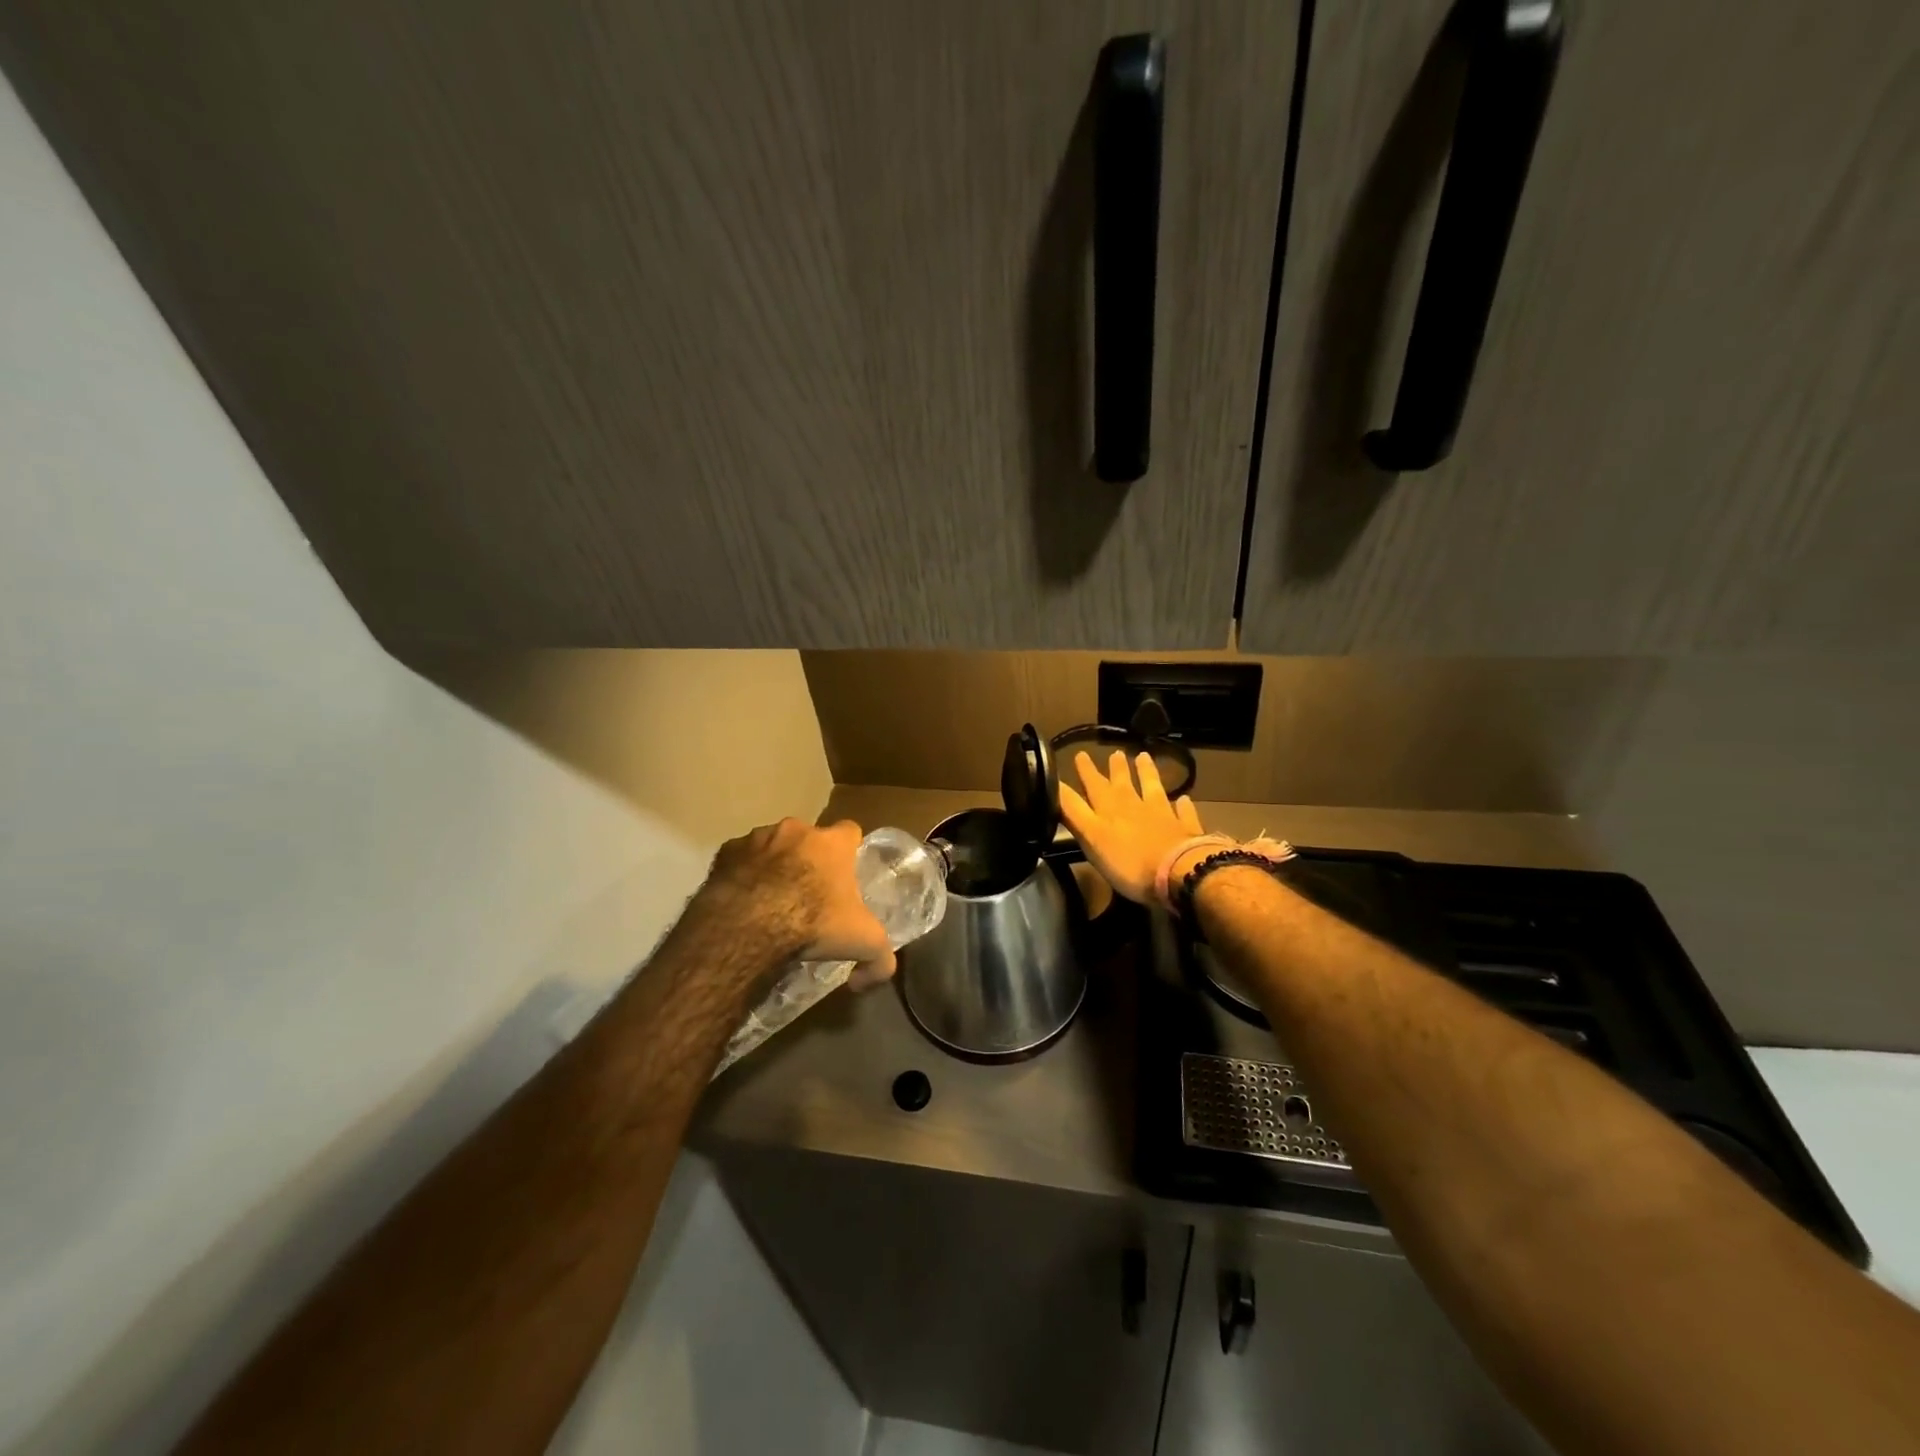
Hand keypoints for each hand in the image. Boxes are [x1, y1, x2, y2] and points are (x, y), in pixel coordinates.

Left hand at [705, 818, 895, 987]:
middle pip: (808, 839)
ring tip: (770, 900)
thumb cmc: (813, 922)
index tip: (845, 874)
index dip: (849, 851)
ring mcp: (757, 838)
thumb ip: (880, 960)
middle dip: (808, 859)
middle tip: (807, 893)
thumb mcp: (863, 943)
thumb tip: (867, 981)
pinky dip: (742, 874)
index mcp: (832, 843)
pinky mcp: (726, 852)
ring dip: (773, 864)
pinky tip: (743, 902)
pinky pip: (739, 860)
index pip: (850, 831)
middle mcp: (796, 830)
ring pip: (771, 846)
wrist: (748, 926)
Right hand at [1057, 750, 1207, 903]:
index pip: (1092, 786)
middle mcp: (1134, 806)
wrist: (1179, 873)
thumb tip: (1055, 788)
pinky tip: (1183, 799)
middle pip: (1122, 783)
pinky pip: (1182, 812)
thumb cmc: (1128, 862)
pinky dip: (1182, 805)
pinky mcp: (1184, 829)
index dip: (1084, 771)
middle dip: (1114, 769)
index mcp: (1109, 810)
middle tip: (1114, 753)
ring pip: (1152, 788)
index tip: (1079, 754)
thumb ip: (1073, 813)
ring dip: (1147, 773)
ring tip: (1144, 757)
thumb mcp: (1090, 838)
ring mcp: (1162, 815)